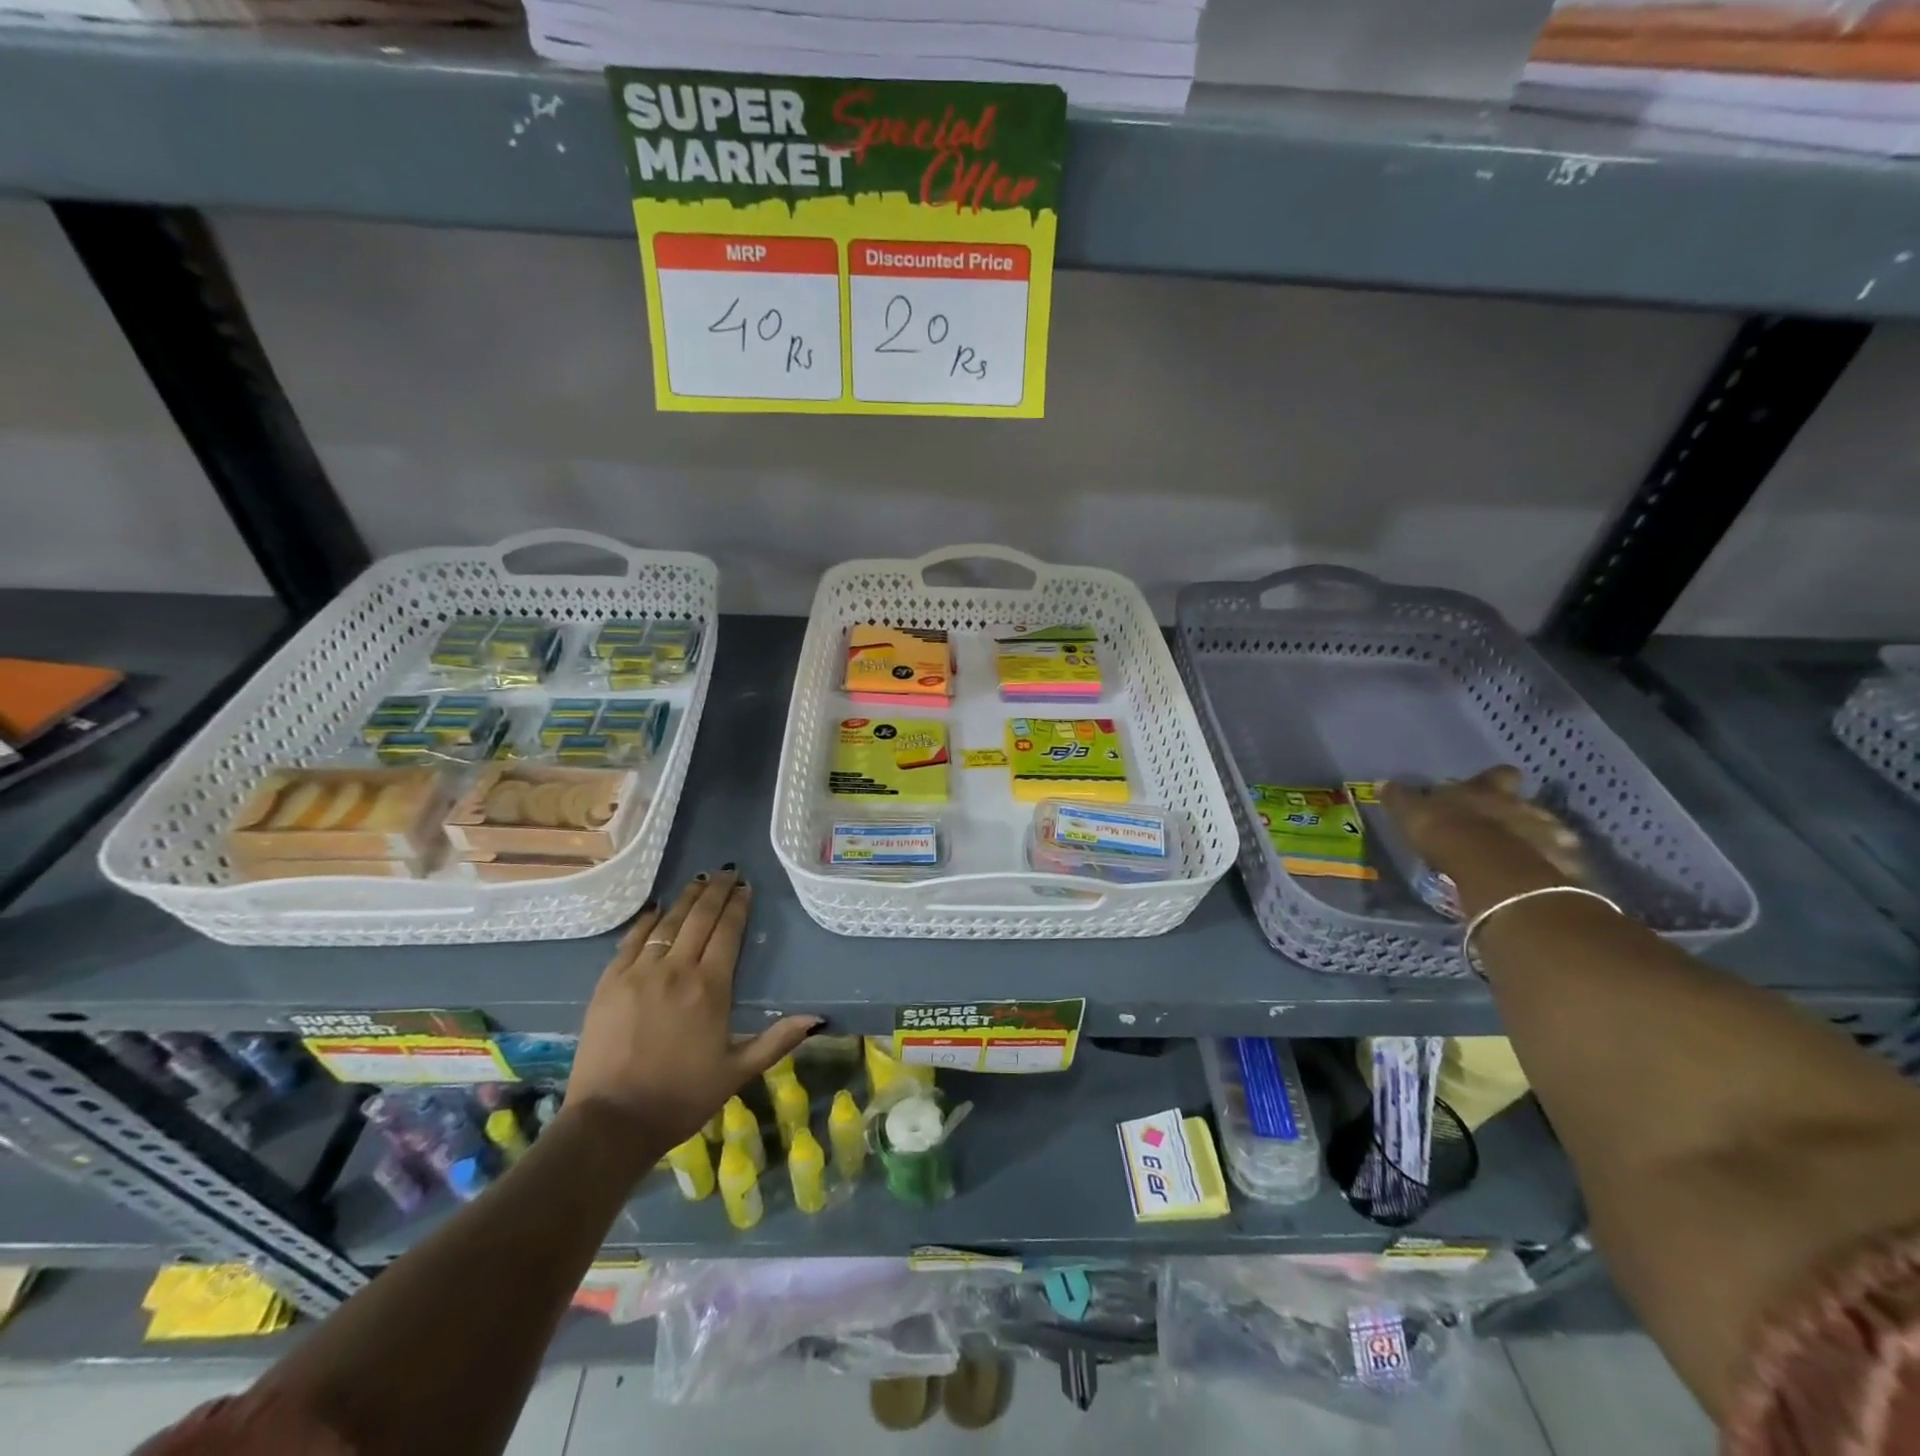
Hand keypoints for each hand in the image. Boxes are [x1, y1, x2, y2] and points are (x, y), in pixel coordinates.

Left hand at [565, 869, 820, 1150]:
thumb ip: (777, 1040)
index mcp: (710, 988)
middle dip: (715, 891)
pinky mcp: (609, 983)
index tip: (745, 887)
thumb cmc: (681, 1097)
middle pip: (699, 918)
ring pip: (667, 923)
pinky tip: (657, 909)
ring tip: (698, 880)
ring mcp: (638, 973)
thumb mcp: (738, 1072)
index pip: (728, 932)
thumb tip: (817, 1018)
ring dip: (685, 899)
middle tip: (727, 872)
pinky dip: (647, 920)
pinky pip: (631, 940)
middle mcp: (676, 970)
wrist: (611, 1122)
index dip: (738, 906)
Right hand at [1380, 767, 1585, 918]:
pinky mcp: (1564, 864)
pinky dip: (1546, 869)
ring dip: (1534, 841)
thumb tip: (1383, 782)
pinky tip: (1532, 882)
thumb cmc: (1449, 833)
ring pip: (1547, 831)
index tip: (1483, 789)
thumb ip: (1401, 799)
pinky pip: (1557, 863)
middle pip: (1525, 802)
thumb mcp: (1413, 814)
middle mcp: (1523, 805)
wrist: (1494, 871)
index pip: (1496, 775)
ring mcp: (1550, 833)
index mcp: (1487, 790)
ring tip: (1515, 860)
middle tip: (1499, 827)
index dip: (1491, 781)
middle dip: (1517, 812)